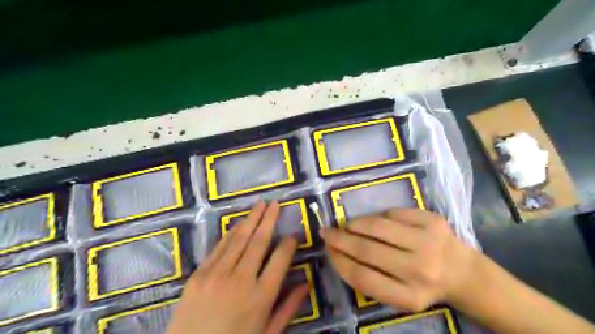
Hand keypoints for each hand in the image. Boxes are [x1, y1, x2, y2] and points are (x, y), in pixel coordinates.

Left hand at [166, 201, 309, 333]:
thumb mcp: (268, 333)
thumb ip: (289, 307)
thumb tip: (306, 283)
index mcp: (262, 296)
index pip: (281, 258)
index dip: (289, 243)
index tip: (293, 235)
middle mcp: (241, 280)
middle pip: (259, 241)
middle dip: (269, 219)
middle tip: (276, 203)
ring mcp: (217, 274)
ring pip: (239, 239)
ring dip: (251, 219)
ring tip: (260, 204)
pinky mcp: (198, 274)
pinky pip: (219, 247)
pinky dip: (231, 233)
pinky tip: (239, 223)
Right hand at [319, 207, 476, 311]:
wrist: (464, 273)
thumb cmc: (424, 284)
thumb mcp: (399, 294)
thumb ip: (371, 279)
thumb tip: (340, 251)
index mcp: (409, 296)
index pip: (363, 277)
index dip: (340, 261)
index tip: (328, 250)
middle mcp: (419, 271)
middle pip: (367, 250)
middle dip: (341, 239)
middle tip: (327, 232)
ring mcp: (428, 242)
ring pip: (378, 226)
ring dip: (356, 223)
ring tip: (347, 225)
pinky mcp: (434, 221)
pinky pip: (395, 213)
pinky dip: (381, 216)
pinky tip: (378, 221)